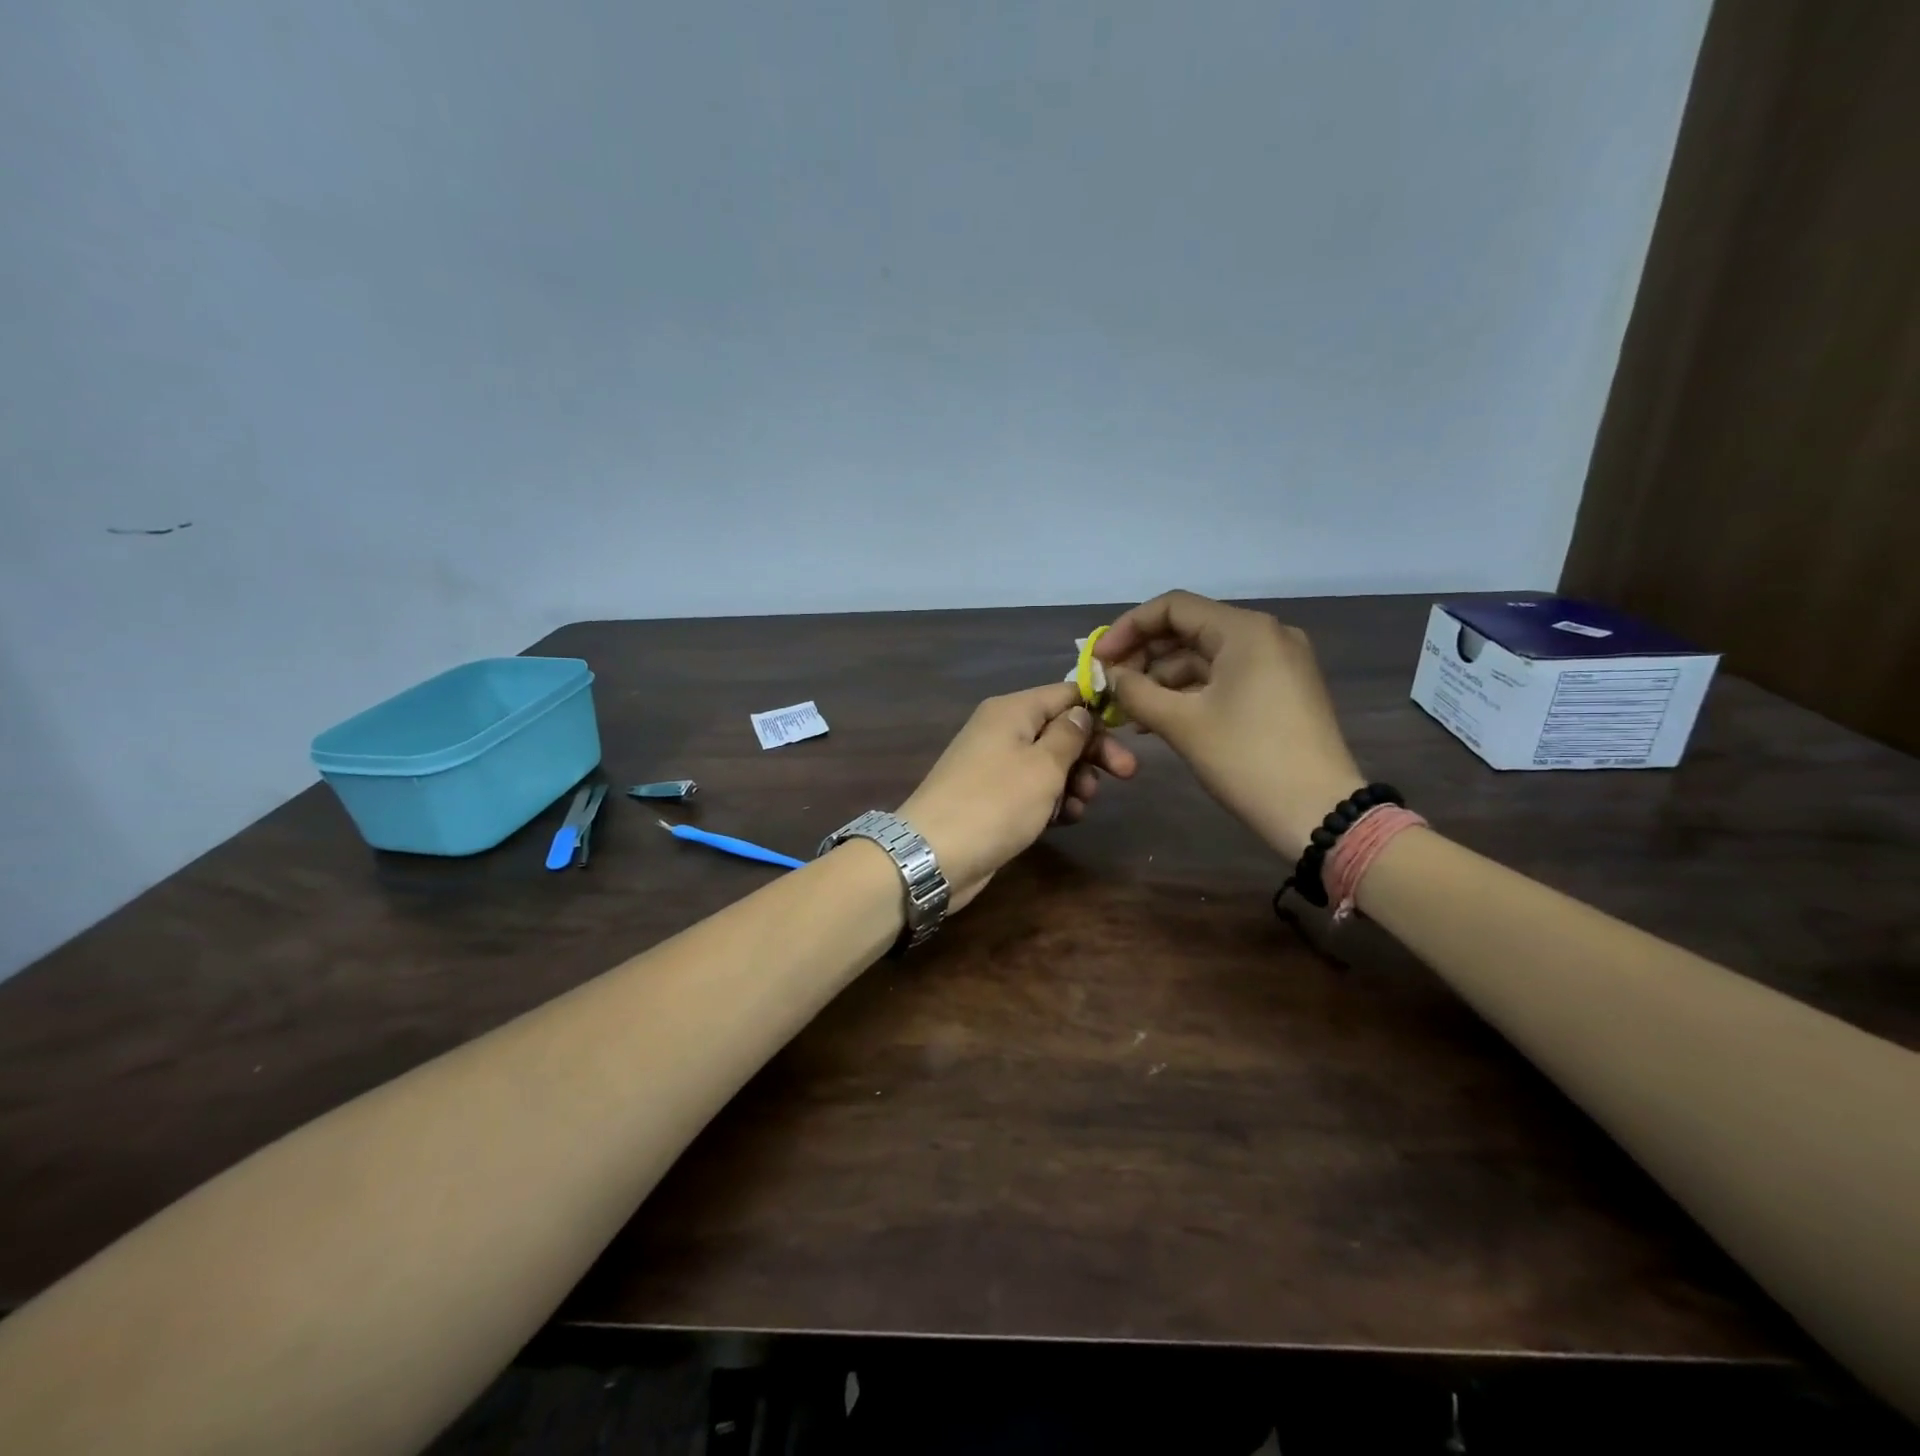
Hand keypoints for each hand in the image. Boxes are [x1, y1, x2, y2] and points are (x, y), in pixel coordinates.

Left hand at [899, 683, 1137, 910]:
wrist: (934, 854)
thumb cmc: (996, 802)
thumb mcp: (1043, 766)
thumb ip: (1069, 735)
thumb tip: (1081, 713)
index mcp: (1012, 710)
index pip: (1065, 693)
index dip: (1098, 709)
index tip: (1129, 732)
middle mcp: (1001, 730)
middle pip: (1059, 729)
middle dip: (1092, 753)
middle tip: (1126, 775)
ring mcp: (994, 765)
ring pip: (1048, 763)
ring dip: (1073, 782)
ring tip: (1080, 807)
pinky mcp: (992, 798)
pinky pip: (1031, 790)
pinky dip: (1051, 801)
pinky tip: (1063, 820)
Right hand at [1095, 590, 1362, 855]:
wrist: (1318, 813)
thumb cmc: (1247, 759)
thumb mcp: (1182, 723)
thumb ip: (1136, 691)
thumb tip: (1111, 676)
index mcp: (1245, 630)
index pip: (1173, 607)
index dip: (1128, 628)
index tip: (1099, 660)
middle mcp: (1264, 635)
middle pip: (1188, 629)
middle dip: (1143, 656)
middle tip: (1110, 687)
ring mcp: (1276, 663)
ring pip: (1204, 657)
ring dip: (1162, 679)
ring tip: (1128, 711)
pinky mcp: (1279, 690)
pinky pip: (1223, 678)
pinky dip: (1189, 693)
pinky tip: (1158, 718)